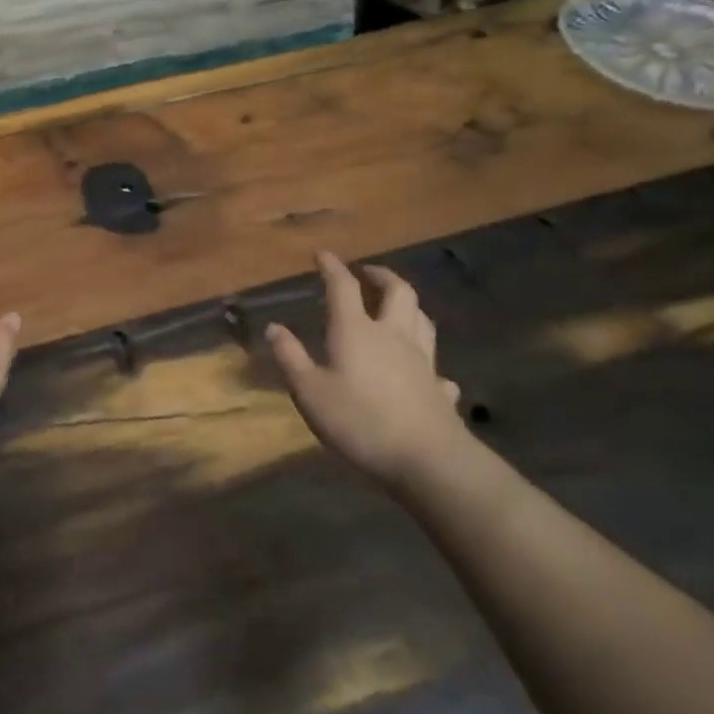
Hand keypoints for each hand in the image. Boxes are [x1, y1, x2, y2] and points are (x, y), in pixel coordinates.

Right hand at [266, 251, 466, 488]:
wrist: (427, 459)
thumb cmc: (359, 421)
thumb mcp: (309, 392)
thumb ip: (291, 358)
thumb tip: (275, 327)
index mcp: (356, 331)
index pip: (343, 287)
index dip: (332, 267)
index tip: (322, 254)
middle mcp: (393, 335)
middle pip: (397, 292)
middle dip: (380, 276)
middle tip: (367, 273)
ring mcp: (422, 360)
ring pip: (421, 319)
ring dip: (408, 305)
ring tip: (395, 306)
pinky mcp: (439, 387)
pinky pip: (435, 363)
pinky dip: (426, 358)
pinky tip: (422, 369)